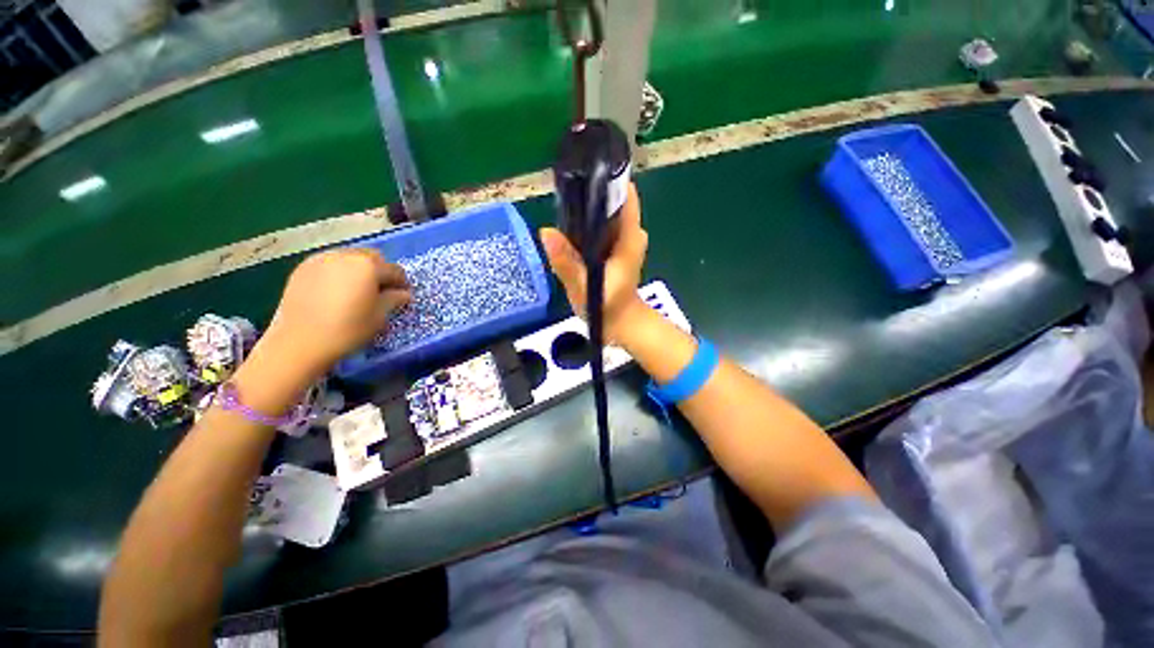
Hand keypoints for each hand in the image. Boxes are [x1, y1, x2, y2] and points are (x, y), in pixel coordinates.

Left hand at [256, 248, 410, 380]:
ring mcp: (322, 259)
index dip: (402, 283)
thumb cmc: (347, 330)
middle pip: (372, 257)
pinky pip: (330, 263)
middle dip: (381, 271)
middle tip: (381, 291)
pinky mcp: (303, 268)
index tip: (403, 296)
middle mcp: (346, 255)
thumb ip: (394, 300)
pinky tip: (337, 291)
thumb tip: (403, 294)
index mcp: (368, 266)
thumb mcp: (379, 317)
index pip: (394, 270)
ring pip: (350, 257)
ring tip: (357, 290)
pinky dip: (339, 272)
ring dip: (359, 270)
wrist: (299, 342)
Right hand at [540, 183, 649, 344]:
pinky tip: (569, 230)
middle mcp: (631, 233)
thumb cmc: (607, 309)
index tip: (579, 172)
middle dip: (586, 196)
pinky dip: (586, 225)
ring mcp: (624, 239)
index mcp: (630, 237)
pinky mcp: (616, 247)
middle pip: (609, 201)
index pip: (624, 194)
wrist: (621, 324)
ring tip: (560, 209)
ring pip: (603, 213)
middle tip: (560, 195)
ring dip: (584, 210)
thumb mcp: (584, 289)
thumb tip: (546, 232)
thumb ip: (566, 263)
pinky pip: (600, 226)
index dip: (603, 179)